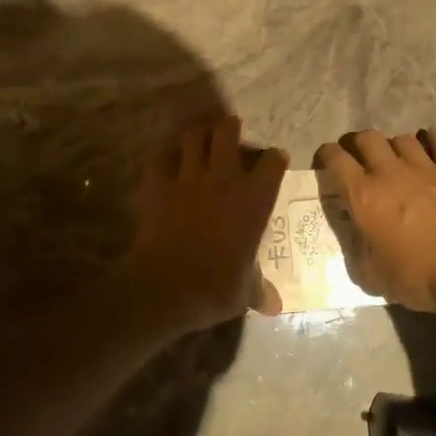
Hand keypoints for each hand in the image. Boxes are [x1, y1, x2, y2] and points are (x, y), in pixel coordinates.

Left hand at [119, 116, 286, 335]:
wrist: (167, 286)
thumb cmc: (217, 287)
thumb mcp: (245, 291)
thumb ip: (259, 290)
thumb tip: (276, 307)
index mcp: (255, 199)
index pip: (272, 162)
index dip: (274, 158)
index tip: (274, 160)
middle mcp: (225, 178)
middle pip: (228, 132)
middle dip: (230, 127)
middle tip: (231, 131)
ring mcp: (189, 178)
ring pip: (193, 136)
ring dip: (198, 134)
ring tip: (200, 138)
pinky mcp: (158, 185)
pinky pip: (161, 157)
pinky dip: (165, 156)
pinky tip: (168, 160)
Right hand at [314, 130, 435, 313]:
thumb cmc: (419, 276)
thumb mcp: (375, 277)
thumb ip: (360, 255)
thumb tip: (359, 245)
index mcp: (363, 196)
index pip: (336, 159)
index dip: (326, 154)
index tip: (326, 160)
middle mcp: (389, 172)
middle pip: (367, 138)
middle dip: (358, 144)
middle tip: (359, 158)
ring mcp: (424, 167)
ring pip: (402, 137)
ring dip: (395, 145)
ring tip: (397, 158)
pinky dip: (432, 140)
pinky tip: (432, 147)